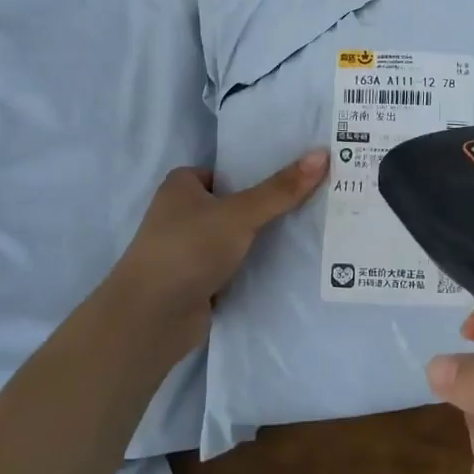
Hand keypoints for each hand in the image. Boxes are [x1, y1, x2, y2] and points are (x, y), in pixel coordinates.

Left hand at [106, 150, 327, 353]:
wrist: (151, 319)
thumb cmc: (188, 250)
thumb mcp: (240, 214)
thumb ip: (281, 189)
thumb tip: (322, 154)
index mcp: (181, 187)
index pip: (226, 172)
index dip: (256, 173)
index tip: (295, 177)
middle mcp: (181, 215)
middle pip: (234, 204)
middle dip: (266, 207)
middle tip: (311, 202)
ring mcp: (188, 251)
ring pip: (235, 237)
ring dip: (261, 239)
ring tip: (309, 230)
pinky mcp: (197, 282)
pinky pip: (234, 265)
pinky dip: (253, 266)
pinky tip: (287, 265)